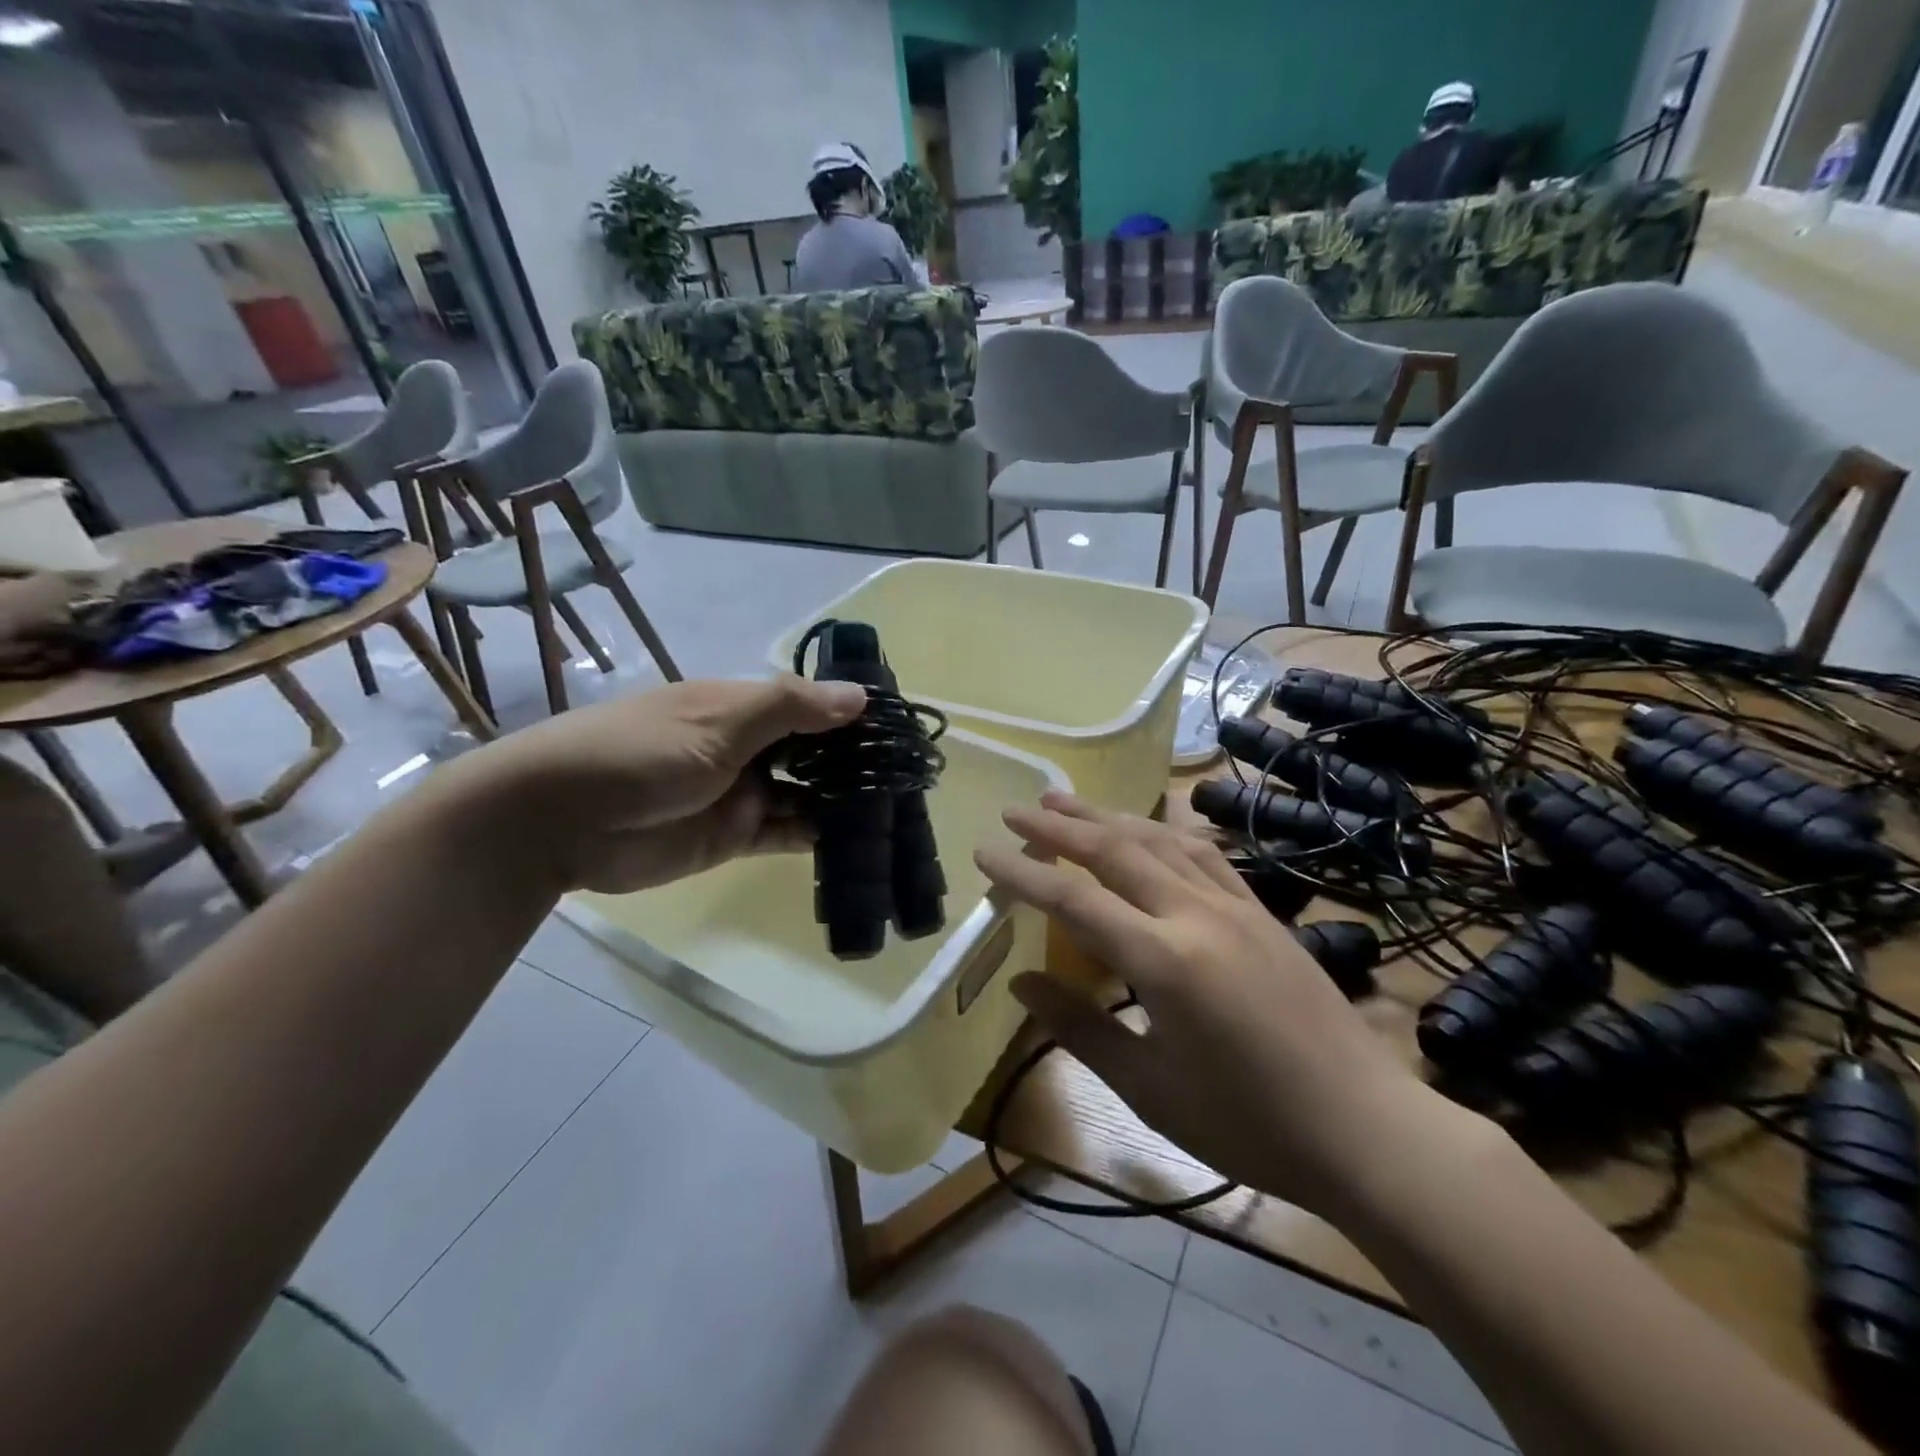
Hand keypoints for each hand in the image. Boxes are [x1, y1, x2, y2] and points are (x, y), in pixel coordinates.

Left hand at [461, 675, 865, 892]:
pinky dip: (817, 835)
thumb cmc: (638, 753)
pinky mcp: (733, 836)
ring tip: (894, 810)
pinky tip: (856, 839)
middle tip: (907, 778)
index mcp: (742, 707)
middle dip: (853, 762)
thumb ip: (789, 709)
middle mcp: (748, 746)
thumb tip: (861, 696)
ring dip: (841, 800)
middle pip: (814, 751)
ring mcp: (742, 792)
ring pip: (806, 793)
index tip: (901, 729)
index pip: (811, 704)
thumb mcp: (717, 723)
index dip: (852, 715)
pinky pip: (786, 832)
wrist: (556, 821)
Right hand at [975, 791, 1436, 1216]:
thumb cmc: (1249, 1125)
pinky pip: (1203, 853)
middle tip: (1016, 811)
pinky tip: (1148, 828)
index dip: (1022, 872)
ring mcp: (1235, 906)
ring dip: (1107, 817)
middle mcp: (1197, 914)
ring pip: (1158, 839)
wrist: (1365, 1129)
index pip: (1074, 898)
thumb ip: (1080, 1028)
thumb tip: (1021, 984)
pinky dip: (1163, 830)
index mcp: (1164, 960)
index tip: (983, 852)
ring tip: (1066, 802)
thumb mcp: (1150, 1088)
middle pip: (1114, 849)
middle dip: (1059, 826)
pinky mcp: (1262, 911)